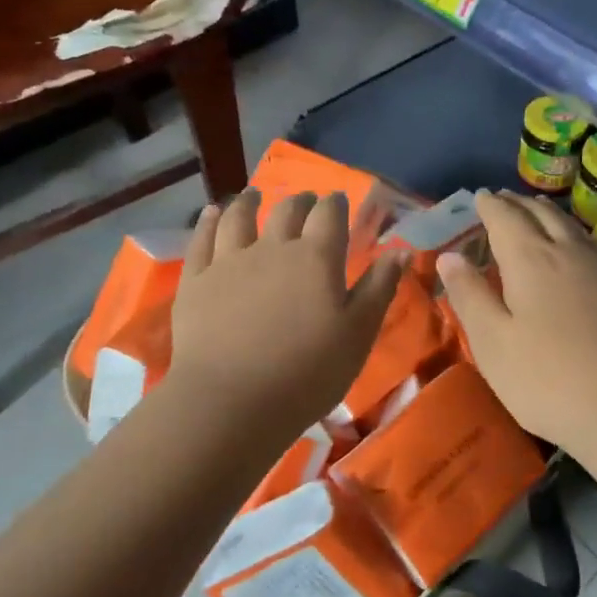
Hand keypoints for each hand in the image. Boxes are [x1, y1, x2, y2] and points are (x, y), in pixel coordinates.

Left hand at [167, 188, 406, 446]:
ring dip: (250, 202)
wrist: (230, 401)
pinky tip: (212, 213)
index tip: (337, 200)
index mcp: (316, 258)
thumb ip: (379, 288)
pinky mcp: (196, 280)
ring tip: (254, 195)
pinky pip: (202, 239)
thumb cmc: (307, 373)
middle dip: (300, 202)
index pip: (329, 215)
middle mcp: (273, 248)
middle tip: (305, 201)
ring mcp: (229, 261)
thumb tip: (400, 250)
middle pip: (287, 211)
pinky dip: (209, 221)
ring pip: (240, 217)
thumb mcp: (358, 335)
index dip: (335, 204)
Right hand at [438, 190, 596, 454]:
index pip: (506, 218)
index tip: (479, 196)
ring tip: (537, 211)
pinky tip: (576, 252)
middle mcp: (570, 252)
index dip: (490, 205)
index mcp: (531, 259)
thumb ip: (469, 295)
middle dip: (519, 203)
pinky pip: (592, 246)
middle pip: (542, 214)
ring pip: (572, 227)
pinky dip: (573, 235)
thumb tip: (449, 256)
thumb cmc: (549, 379)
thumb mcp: (493, 342)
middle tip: (503, 198)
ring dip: (549, 214)